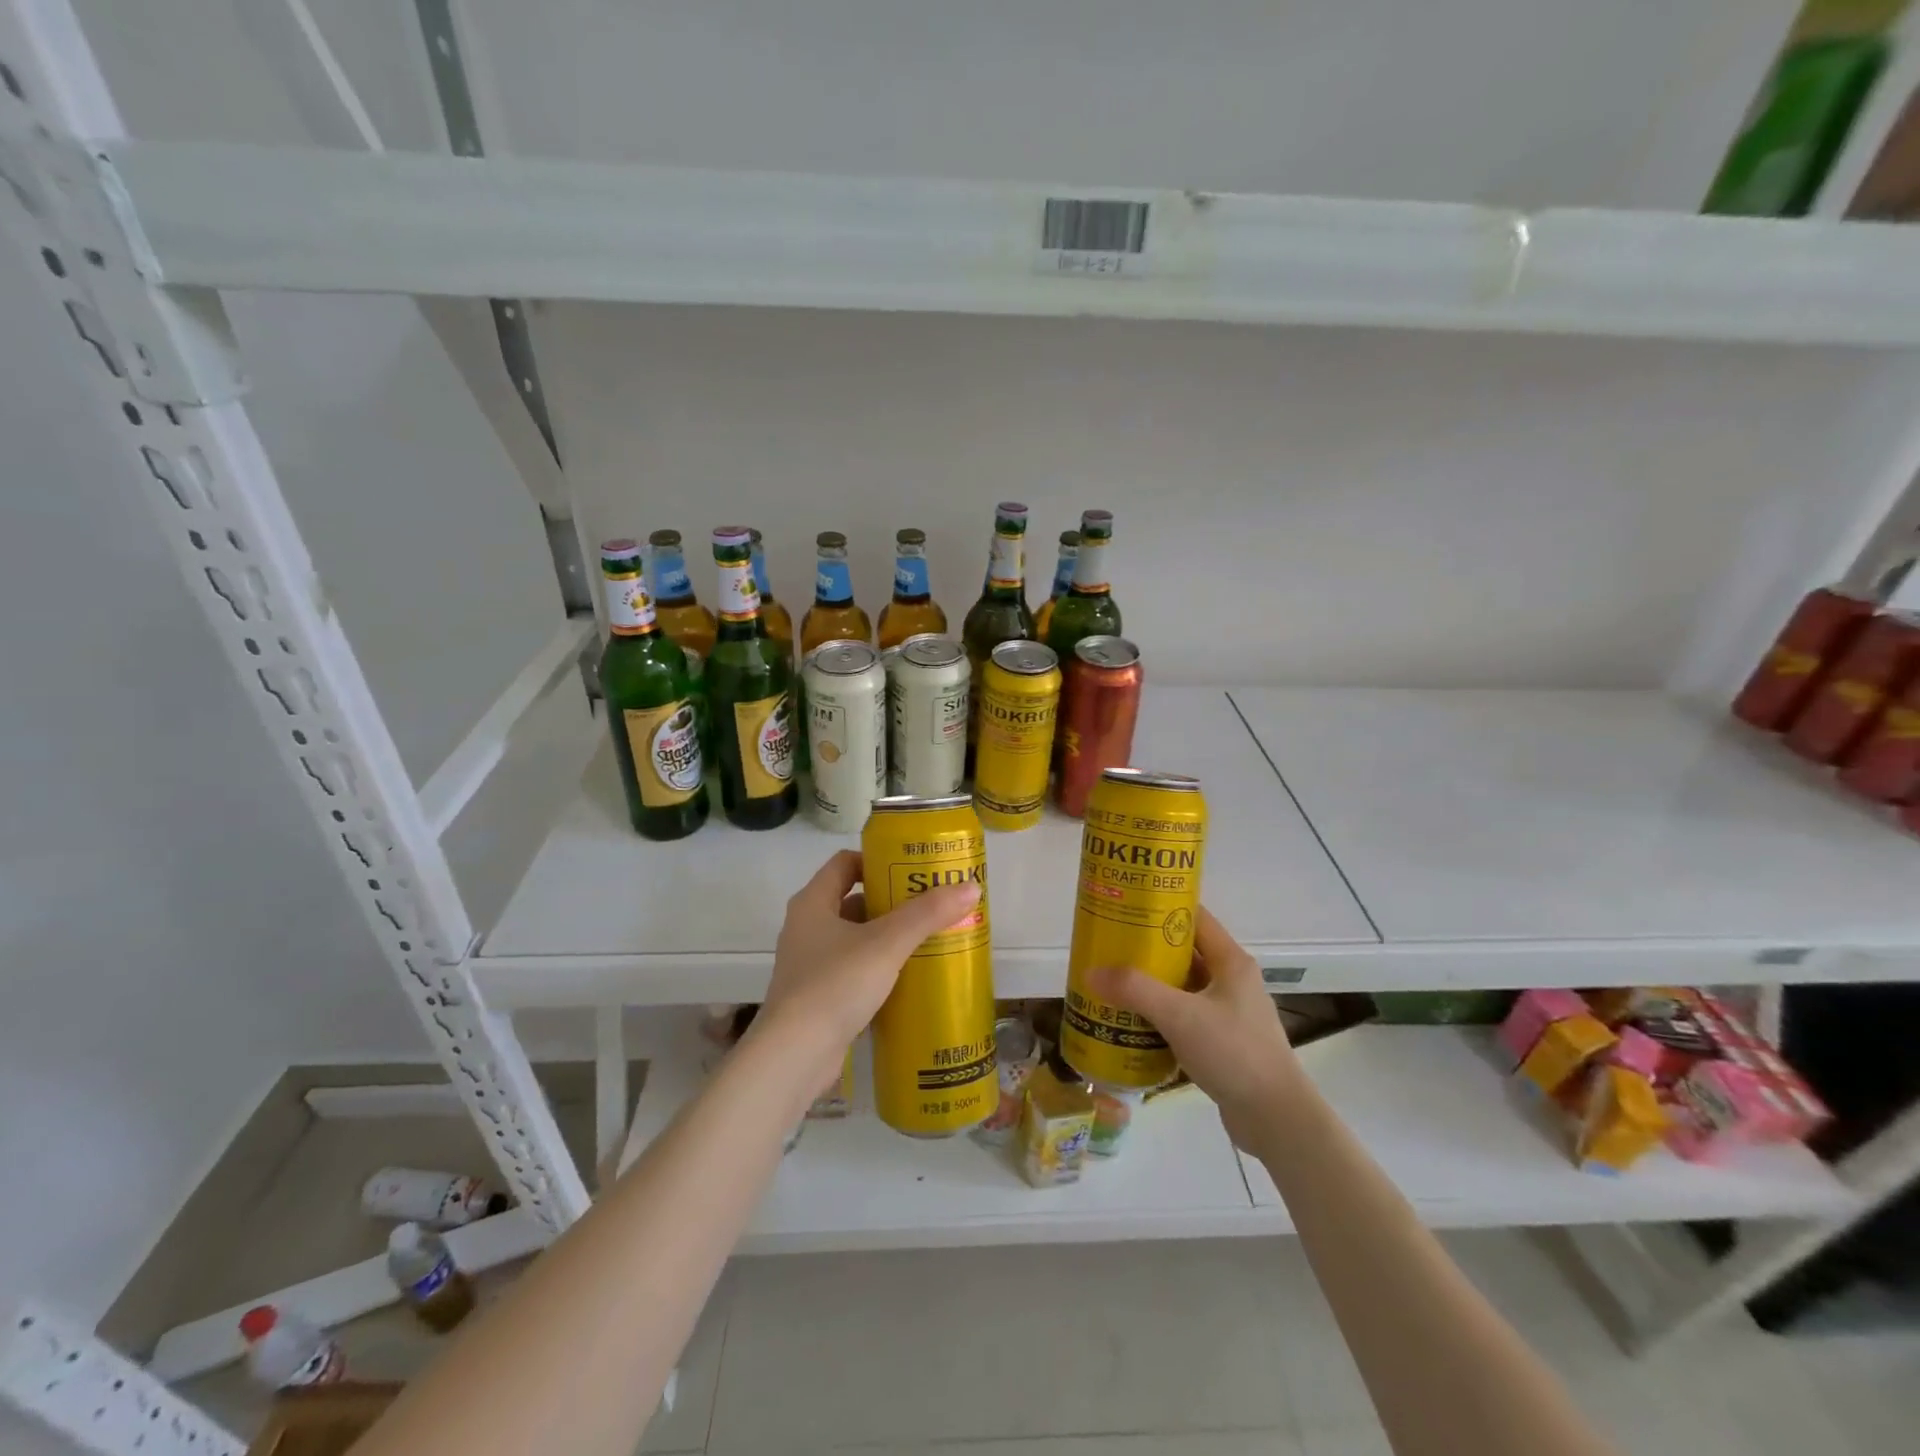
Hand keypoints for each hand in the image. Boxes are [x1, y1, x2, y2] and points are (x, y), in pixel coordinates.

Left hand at [756, 849, 981, 1078]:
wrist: (795, 1056)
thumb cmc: (836, 984)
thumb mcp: (887, 943)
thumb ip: (927, 914)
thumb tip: (970, 887)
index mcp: (812, 903)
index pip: (844, 863)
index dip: (877, 860)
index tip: (912, 869)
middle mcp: (806, 927)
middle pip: (853, 900)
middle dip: (891, 901)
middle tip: (930, 904)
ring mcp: (809, 964)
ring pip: (855, 938)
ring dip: (887, 937)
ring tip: (927, 939)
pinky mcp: (817, 996)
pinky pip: (853, 970)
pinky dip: (878, 968)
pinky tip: (908, 978)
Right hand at [1088, 906, 1299, 1148]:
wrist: (1276, 1120)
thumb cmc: (1234, 1053)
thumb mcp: (1180, 1016)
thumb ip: (1135, 990)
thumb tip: (1090, 972)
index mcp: (1230, 961)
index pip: (1194, 918)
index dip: (1160, 907)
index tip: (1124, 907)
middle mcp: (1231, 981)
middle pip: (1184, 952)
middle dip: (1146, 949)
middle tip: (1108, 947)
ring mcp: (1228, 1013)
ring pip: (1182, 987)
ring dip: (1150, 985)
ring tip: (1112, 983)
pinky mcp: (1222, 1042)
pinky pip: (1184, 1017)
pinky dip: (1159, 1016)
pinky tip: (1132, 1023)